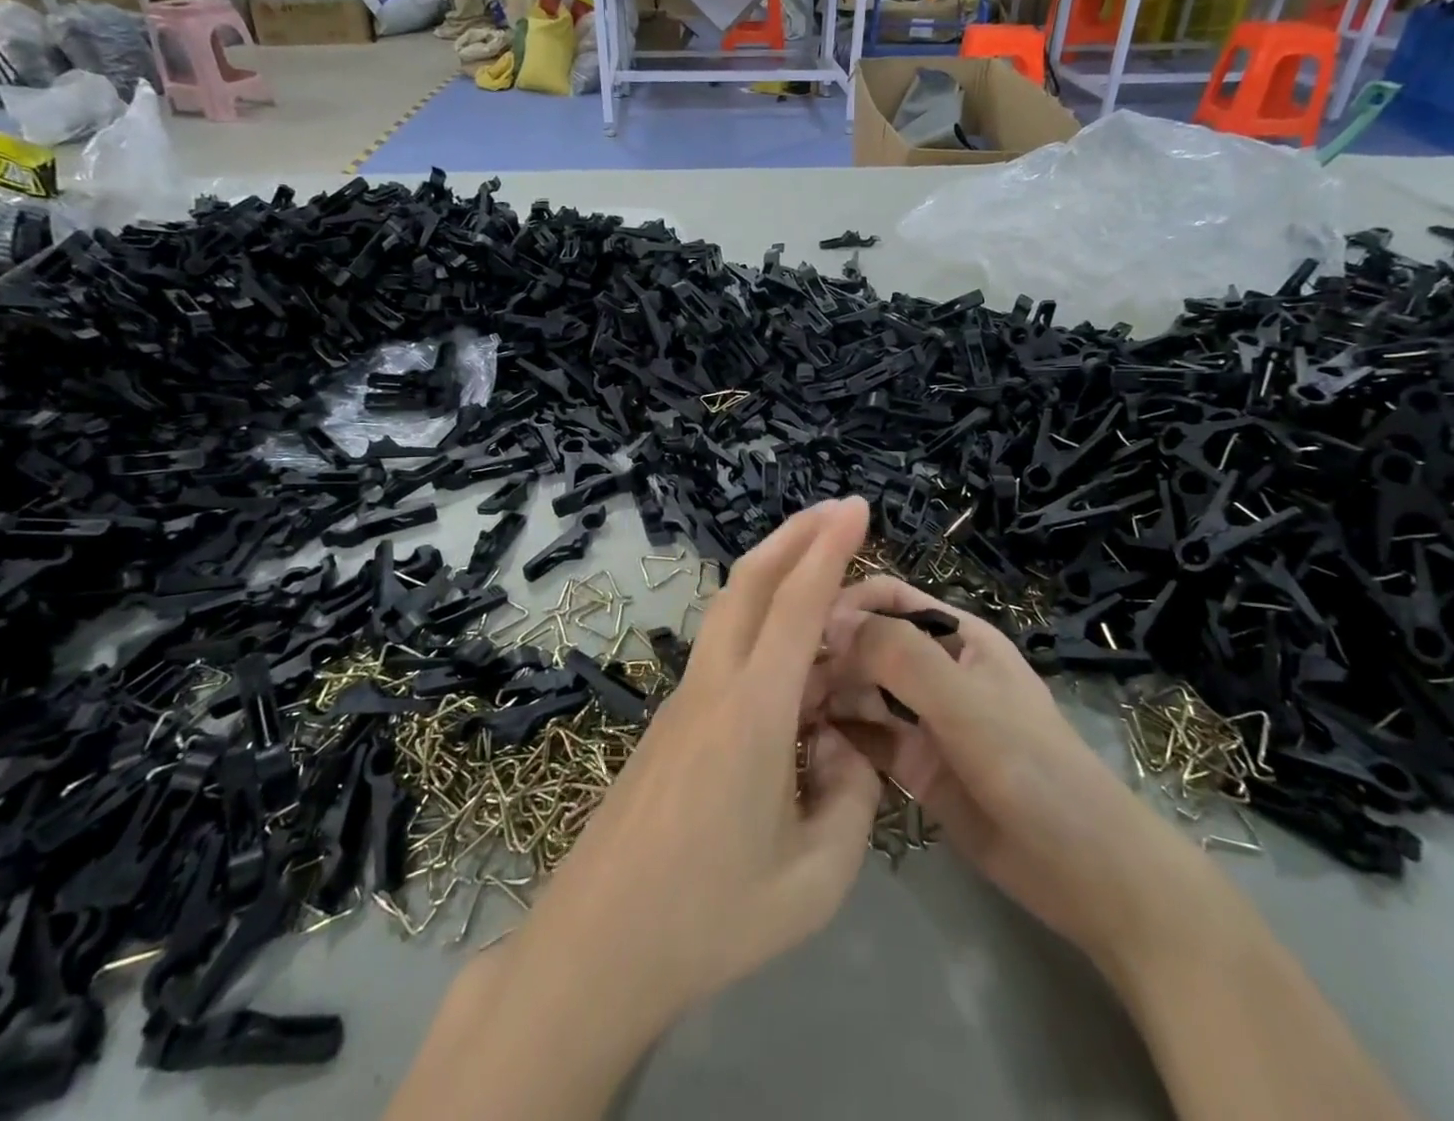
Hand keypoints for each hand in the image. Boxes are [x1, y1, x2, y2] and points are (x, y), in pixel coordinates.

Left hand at [508, 497, 884, 1033]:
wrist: (597, 947)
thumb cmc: (711, 918)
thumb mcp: (815, 878)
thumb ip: (852, 799)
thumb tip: (843, 746)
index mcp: (753, 713)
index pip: (796, 605)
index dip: (829, 548)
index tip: (856, 507)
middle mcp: (713, 687)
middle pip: (748, 583)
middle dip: (793, 536)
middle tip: (836, 511)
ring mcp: (683, 701)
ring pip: (729, 610)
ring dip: (771, 573)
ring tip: (816, 566)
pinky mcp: (670, 723)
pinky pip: (722, 650)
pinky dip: (759, 622)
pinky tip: (789, 658)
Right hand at [817, 575, 1196, 965]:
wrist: (1089, 876)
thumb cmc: (1035, 770)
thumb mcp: (968, 705)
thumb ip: (902, 658)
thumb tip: (830, 620)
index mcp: (955, 635)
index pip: (886, 598)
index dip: (845, 605)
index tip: (803, 632)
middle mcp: (934, 669)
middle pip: (866, 644)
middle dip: (828, 655)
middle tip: (786, 685)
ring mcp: (923, 720)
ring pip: (860, 691)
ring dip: (827, 695)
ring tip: (787, 714)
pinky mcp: (914, 766)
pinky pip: (866, 738)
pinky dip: (839, 736)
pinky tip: (807, 745)